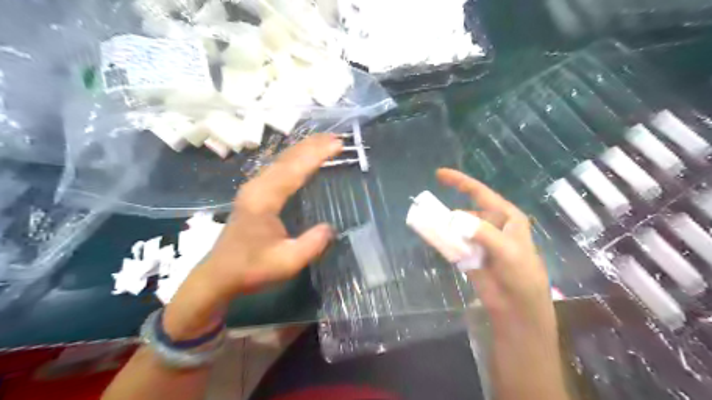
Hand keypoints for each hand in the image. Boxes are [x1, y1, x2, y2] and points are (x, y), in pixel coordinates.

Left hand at [167, 137, 345, 339]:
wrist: (219, 274)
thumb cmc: (251, 268)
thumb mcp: (287, 262)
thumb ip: (311, 244)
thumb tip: (330, 228)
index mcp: (264, 199)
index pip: (295, 169)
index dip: (318, 155)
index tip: (339, 144)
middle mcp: (257, 187)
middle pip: (288, 158)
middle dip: (313, 145)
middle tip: (336, 137)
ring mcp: (253, 188)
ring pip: (281, 160)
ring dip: (304, 148)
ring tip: (324, 141)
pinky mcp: (253, 192)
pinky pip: (277, 167)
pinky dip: (294, 158)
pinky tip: (303, 157)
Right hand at [436, 167, 551, 338]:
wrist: (517, 308)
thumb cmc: (521, 275)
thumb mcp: (508, 251)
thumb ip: (484, 233)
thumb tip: (456, 219)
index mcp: (506, 217)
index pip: (480, 193)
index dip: (460, 181)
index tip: (439, 174)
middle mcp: (492, 225)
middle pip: (466, 210)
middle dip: (450, 212)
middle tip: (431, 214)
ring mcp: (479, 240)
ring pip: (457, 227)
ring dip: (444, 227)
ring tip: (430, 227)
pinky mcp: (469, 255)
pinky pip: (452, 242)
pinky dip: (443, 240)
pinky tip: (435, 240)